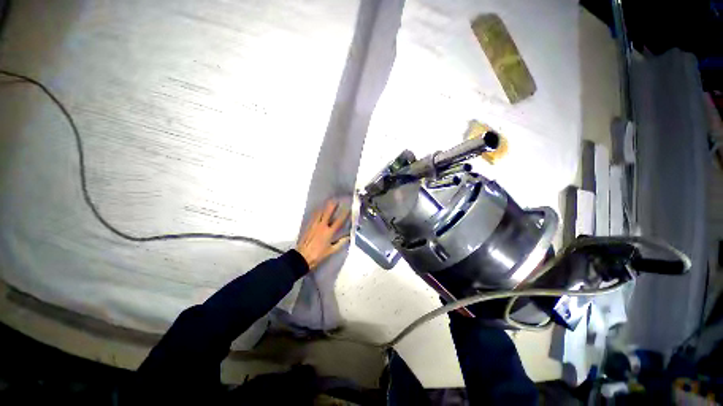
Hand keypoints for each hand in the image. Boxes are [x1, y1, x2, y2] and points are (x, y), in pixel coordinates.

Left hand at [296, 200, 350, 269]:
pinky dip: (318, 211)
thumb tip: (348, 237)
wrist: (302, 257)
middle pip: (328, 212)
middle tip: (336, 199)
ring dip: (325, 206)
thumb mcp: (331, 250)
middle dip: (332, 205)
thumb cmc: (318, 255)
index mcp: (328, 232)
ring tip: (328, 201)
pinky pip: (314, 216)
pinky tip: (319, 209)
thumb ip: (340, 242)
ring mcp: (314, 225)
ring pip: (320, 212)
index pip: (338, 221)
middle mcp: (322, 226)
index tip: (348, 208)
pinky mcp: (308, 225)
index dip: (344, 214)